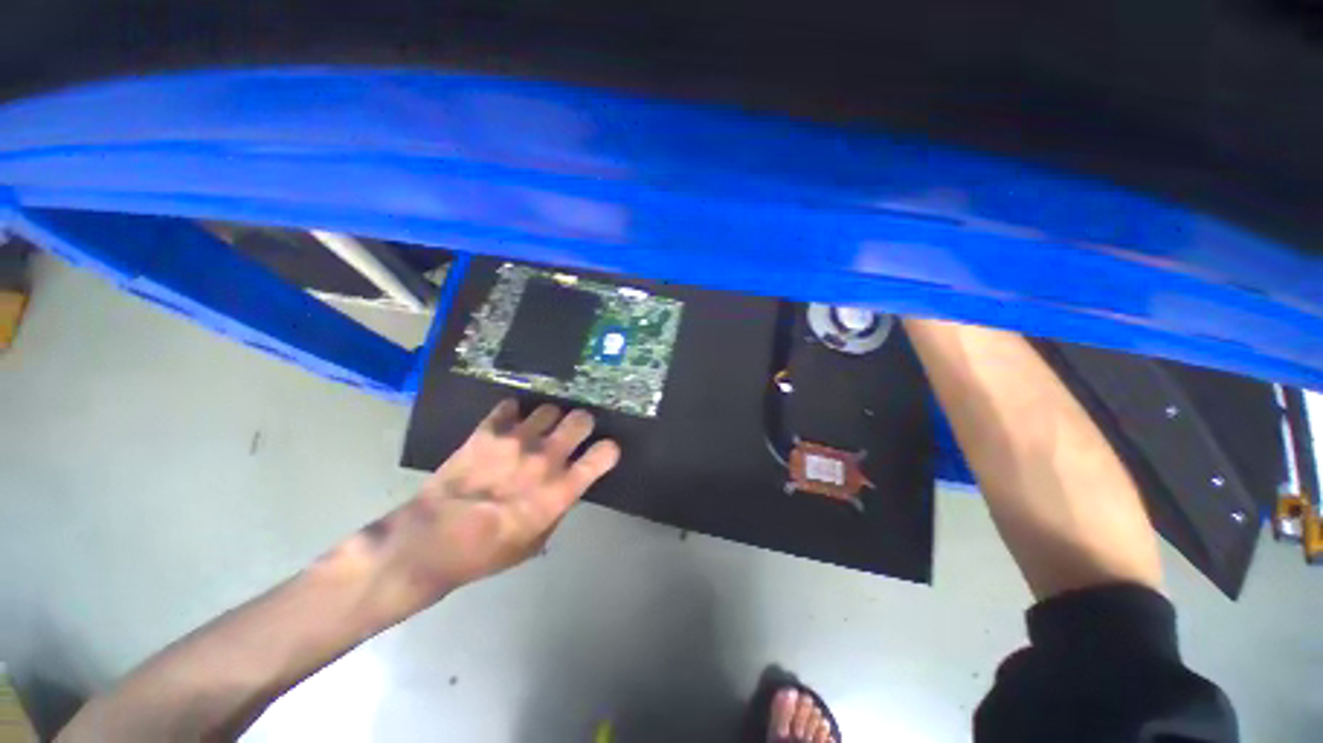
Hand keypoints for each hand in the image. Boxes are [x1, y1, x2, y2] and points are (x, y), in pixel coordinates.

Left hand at [358, 400, 619, 618]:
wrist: (433, 540)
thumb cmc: (489, 551)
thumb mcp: (537, 540)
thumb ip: (558, 508)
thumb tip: (565, 488)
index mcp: (562, 488)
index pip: (605, 453)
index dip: (608, 450)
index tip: (601, 453)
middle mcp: (547, 458)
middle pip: (581, 419)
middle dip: (581, 424)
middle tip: (571, 433)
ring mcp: (518, 440)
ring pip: (549, 408)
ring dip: (547, 419)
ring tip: (535, 429)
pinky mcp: (488, 431)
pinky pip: (509, 407)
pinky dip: (512, 414)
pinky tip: (507, 425)